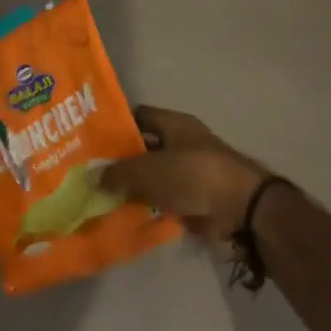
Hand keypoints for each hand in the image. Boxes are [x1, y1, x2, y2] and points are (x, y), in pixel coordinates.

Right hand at [98, 106, 272, 243]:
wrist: (242, 209)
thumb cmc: (194, 175)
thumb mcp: (149, 170)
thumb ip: (119, 172)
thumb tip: (93, 176)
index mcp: (174, 124)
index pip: (138, 116)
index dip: (115, 124)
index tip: (90, 138)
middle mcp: (181, 144)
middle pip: (143, 148)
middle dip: (119, 160)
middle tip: (89, 171)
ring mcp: (189, 173)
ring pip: (151, 177)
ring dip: (132, 187)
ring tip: (99, 195)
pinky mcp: (193, 199)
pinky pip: (163, 200)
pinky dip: (147, 207)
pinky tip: (122, 215)